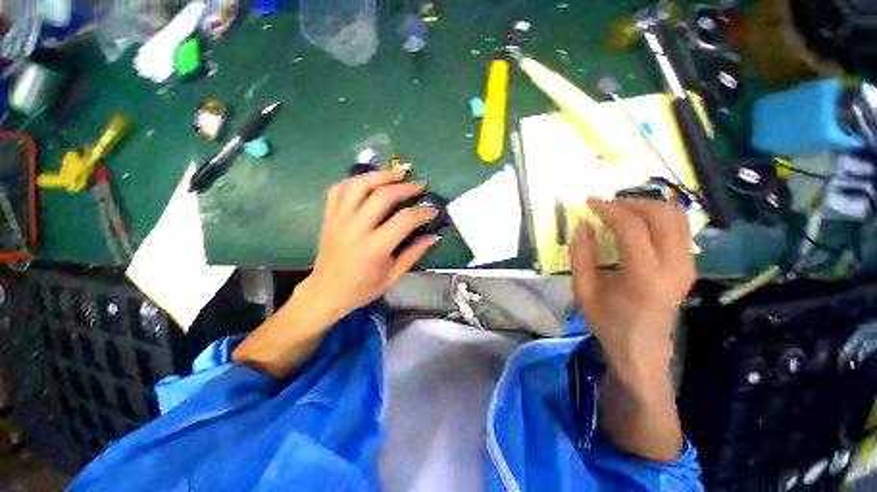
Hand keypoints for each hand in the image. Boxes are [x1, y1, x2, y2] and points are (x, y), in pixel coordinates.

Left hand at [306, 169, 440, 320]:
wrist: (326, 292)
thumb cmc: (363, 288)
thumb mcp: (393, 276)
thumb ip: (414, 253)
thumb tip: (434, 236)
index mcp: (374, 247)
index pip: (404, 219)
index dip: (423, 212)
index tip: (433, 210)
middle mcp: (355, 228)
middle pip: (383, 195)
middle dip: (406, 187)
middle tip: (420, 185)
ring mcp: (339, 219)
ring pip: (359, 185)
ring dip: (381, 175)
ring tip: (397, 173)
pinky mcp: (329, 216)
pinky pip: (339, 189)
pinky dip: (355, 181)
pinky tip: (369, 181)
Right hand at [570, 198, 694, 363]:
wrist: (642, 348)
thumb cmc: (608, 321)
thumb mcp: (583, 289)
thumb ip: (581, 254)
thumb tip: (581, 224)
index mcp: (644, 275)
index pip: (631, 227)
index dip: (609, 209)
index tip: (589, 202)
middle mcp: (674, 265)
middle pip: (661, 215)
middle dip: (630, 203)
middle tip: (606, 206)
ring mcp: (687, 265)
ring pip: (676, 217)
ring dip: (646, 207)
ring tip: (620, 211)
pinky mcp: (689, 266)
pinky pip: (679, 229)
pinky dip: (658, 218)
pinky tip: (637, 224)